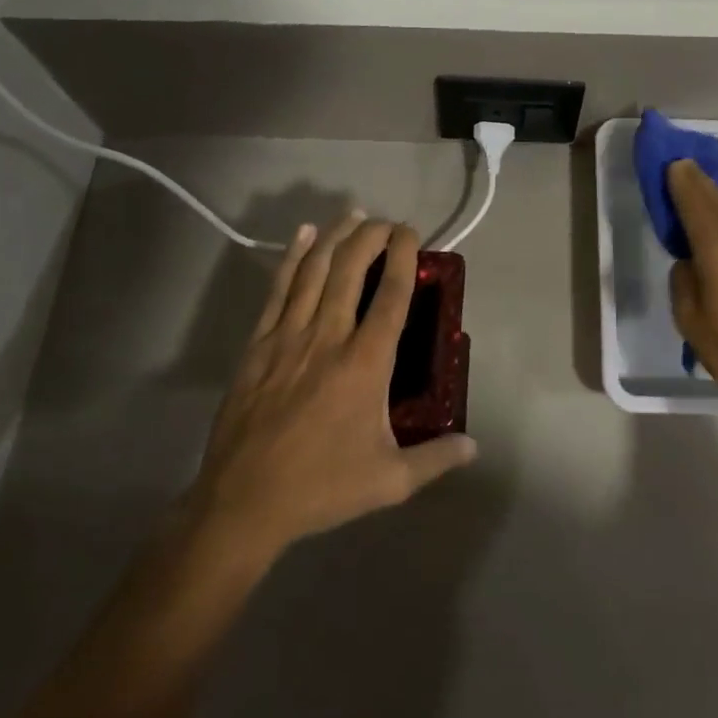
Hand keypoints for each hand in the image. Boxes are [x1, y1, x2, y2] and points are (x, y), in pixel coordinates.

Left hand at [182, 213, 477, 559]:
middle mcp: (328, 337)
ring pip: (314, 270)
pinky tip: (303, 236)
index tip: (411, 233)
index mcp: (365, 363)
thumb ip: (436, 458)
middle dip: (372, 235)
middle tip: (387, 222)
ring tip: (353, 215)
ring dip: (336, 236)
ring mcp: (288, 336)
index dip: (404, 256)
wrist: (243, 503)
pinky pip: (279, 289)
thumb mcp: (390, 481)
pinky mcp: (259, 345)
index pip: (391, 294)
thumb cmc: (322, 487)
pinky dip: (292, 257)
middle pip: (351, 269)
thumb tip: (474, 446)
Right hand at [665, 159, 717, 416]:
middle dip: (697, 181)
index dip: (681, 182)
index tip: (670, 162)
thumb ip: (682, 279)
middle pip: (716, 200)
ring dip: (714, 194)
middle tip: (680, 164)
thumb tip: (689, 261)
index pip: (695, 203)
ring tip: (697, 183)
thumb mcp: (689, 318)